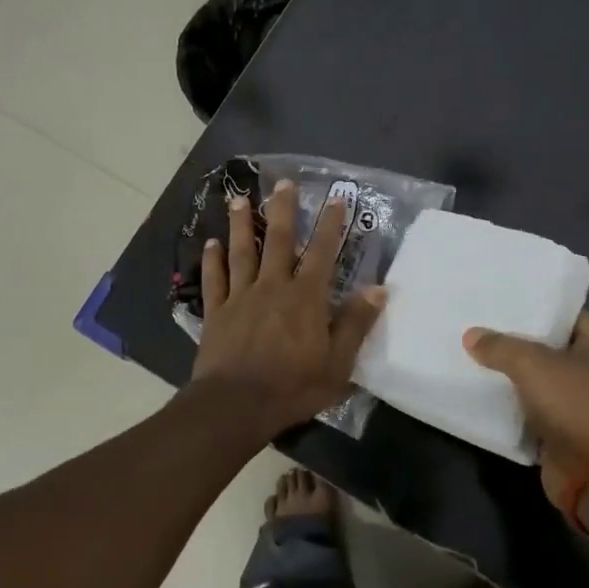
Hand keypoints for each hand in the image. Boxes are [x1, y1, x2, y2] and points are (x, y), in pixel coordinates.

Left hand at [191, 180, 386, 436]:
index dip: (331, 224)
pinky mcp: (216, 312)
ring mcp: (241, 297)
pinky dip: (212, 260)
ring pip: (242, 252)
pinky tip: (210, 243)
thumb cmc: (292, 387)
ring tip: (240, 199)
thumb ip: (356, 324)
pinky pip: (214, 280)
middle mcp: (273, 287)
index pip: (323, 253)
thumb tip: (378, 289)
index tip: (336, 198)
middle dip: (283, 209)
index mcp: (306, 297)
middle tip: (283, 182)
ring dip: (242, 224)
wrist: (236, 405)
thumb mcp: (338, 363)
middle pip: (279, 240)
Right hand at [464, 312, 588, 506]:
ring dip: (514, 375)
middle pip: (551, 347)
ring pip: (540, 379)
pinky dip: (514, 404)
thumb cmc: (575, 403)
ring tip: (475, 354)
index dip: (535, 307)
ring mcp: (583, 403)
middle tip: (481, 325)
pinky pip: (534, 409)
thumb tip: (471, 335)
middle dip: (518, 341)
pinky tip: (484, 391)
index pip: (566, 314)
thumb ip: (500, 346)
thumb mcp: (532, 363)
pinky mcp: (567, 431)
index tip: (501, 301)